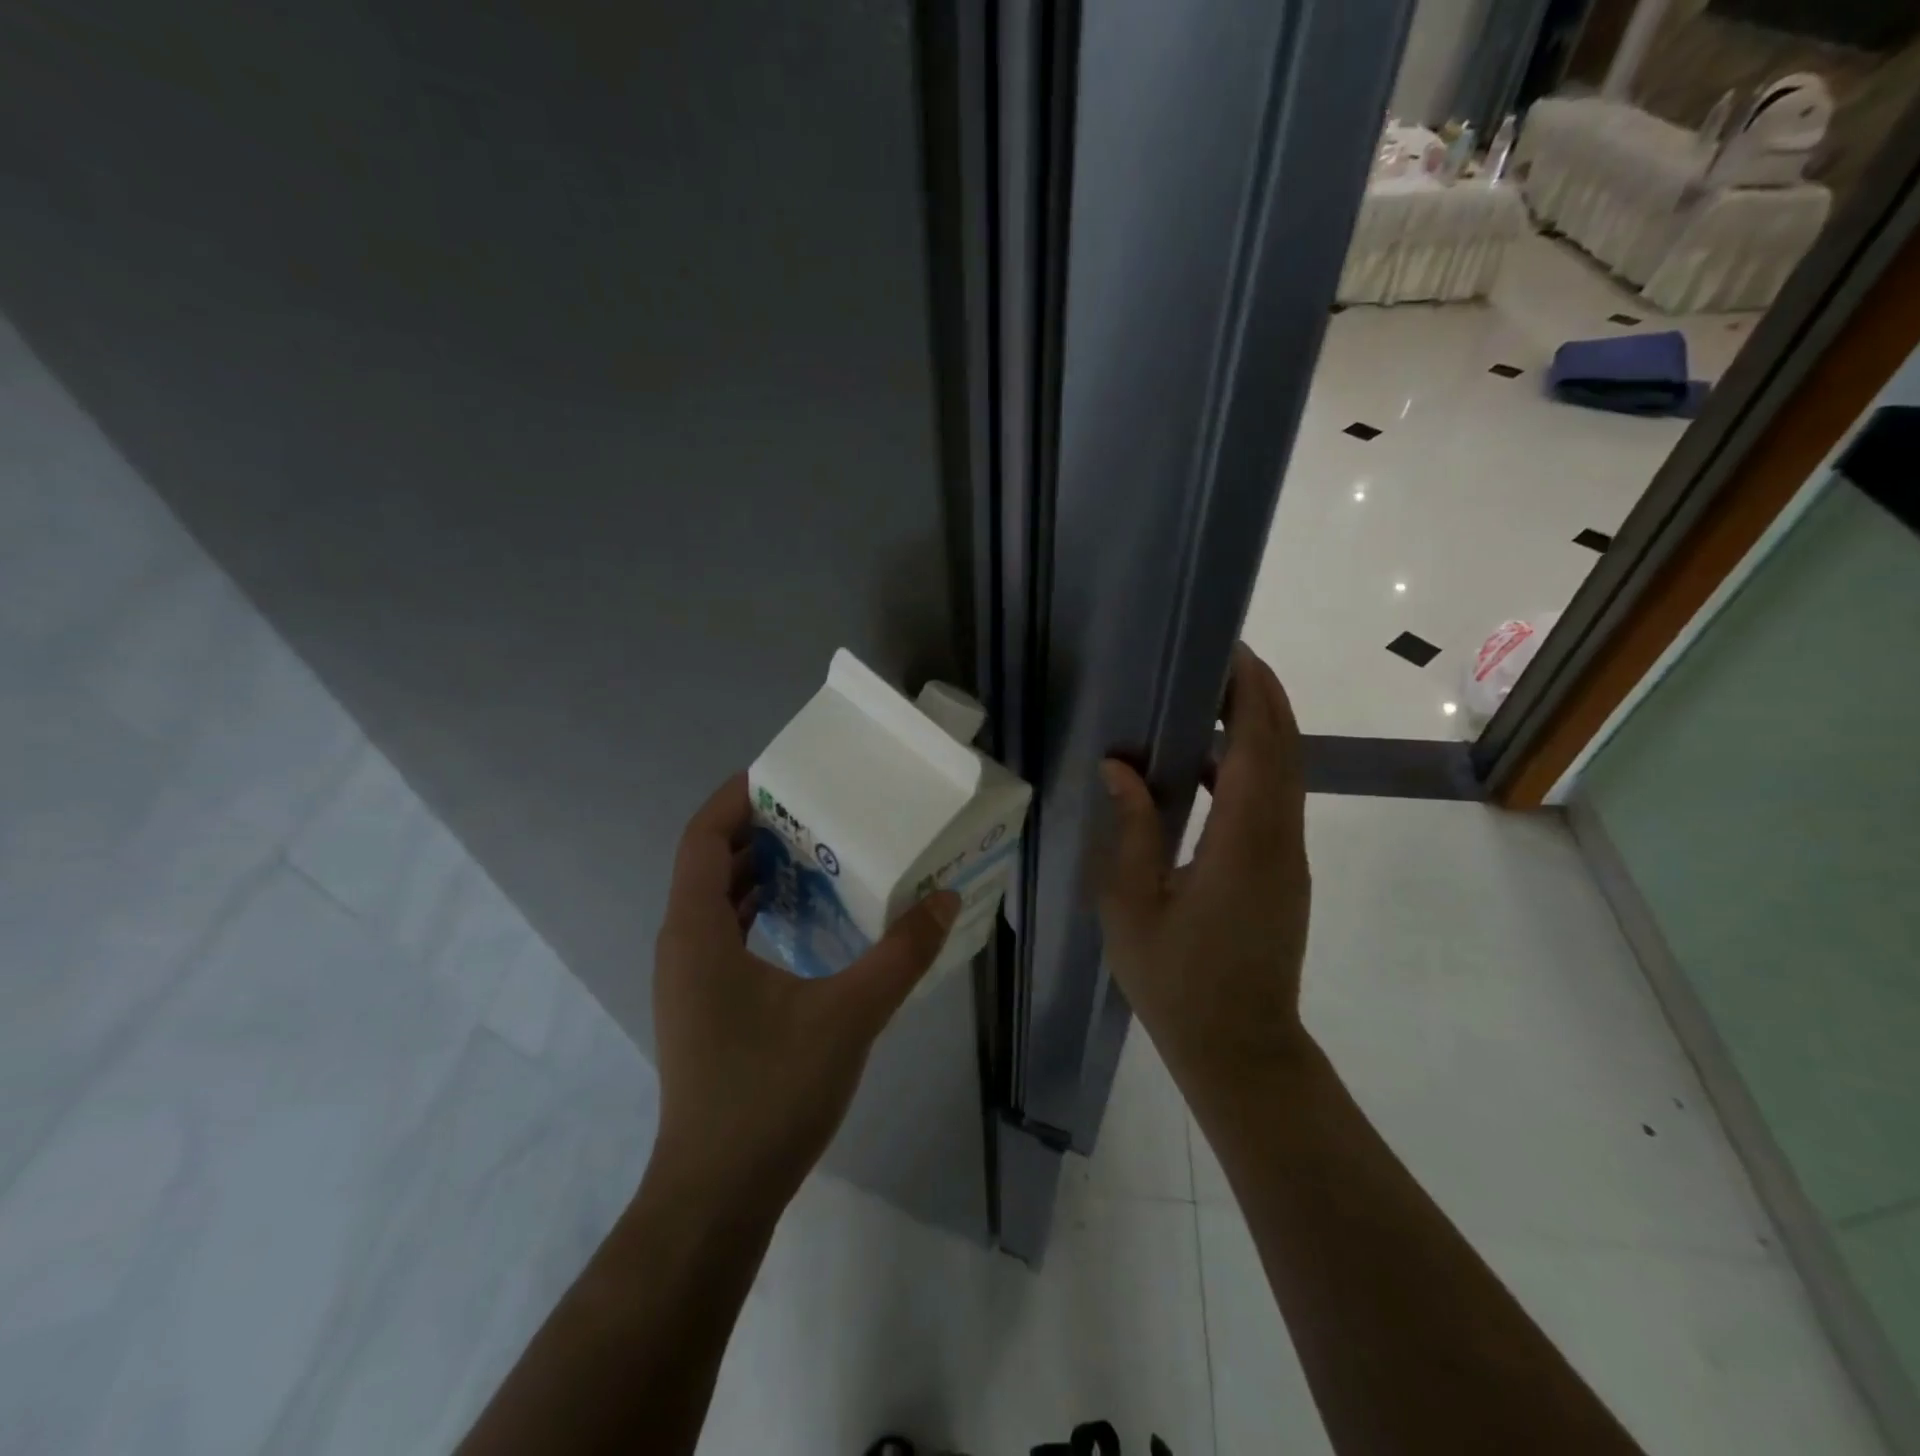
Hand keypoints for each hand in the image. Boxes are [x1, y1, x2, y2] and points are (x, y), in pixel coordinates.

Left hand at [649, 774, 960, 1211]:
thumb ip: (901, 955)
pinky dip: (759, 908)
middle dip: (757, 829)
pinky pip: (725, 933)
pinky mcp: (704, 1007)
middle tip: (816, 809)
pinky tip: (806, 918)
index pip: (702, 838)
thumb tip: (945, 899)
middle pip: (709, 863)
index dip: (735, 798)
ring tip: (817, 852)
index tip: (783, 775)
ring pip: (716, 901)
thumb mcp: (849, 1015)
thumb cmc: (770, 1094)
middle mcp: (682, 946)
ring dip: (759, 870)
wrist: (716, 1196)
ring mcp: (689, 980)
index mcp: (697, 932)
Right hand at [1096, 643, 1311, 1104]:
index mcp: (1244, 844)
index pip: (1260, 747)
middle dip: (1261, 696)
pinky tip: (1207, 766)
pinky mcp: (1284, 871)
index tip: (1229, 653)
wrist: (1240, 1049)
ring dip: (1258, 728)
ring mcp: (1288, 856)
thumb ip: (1131, 829)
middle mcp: (1280, 840)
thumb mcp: (1132, 905)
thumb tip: (1121, 767)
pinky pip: (1275, 800)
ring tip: (1210, 700)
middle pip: (1285, 748)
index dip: (1250, 694)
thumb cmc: (1177, 982)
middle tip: (1219, 659)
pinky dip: (1252, 765)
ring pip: (1286, 772)